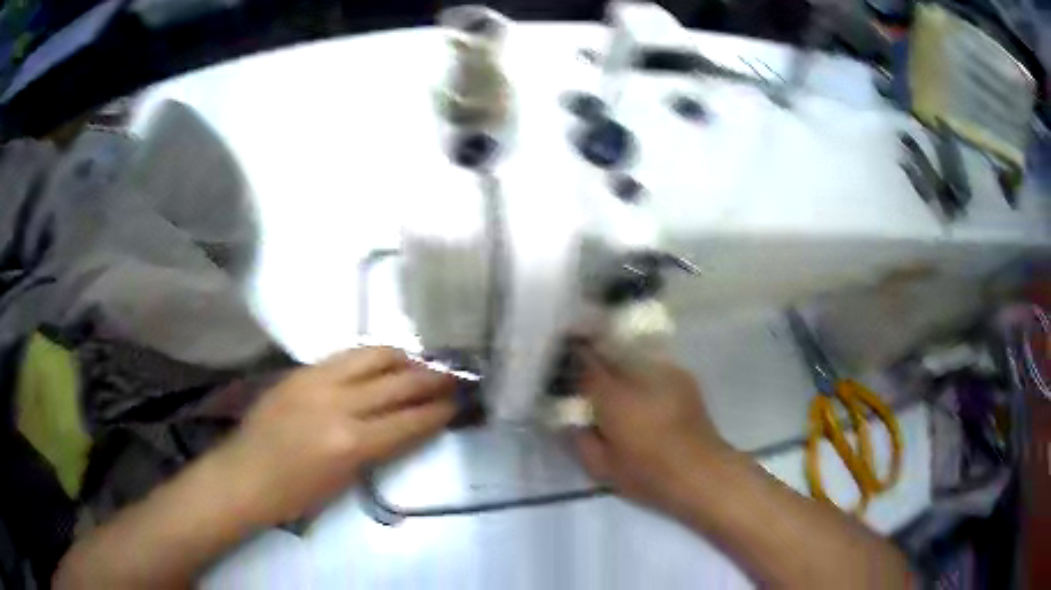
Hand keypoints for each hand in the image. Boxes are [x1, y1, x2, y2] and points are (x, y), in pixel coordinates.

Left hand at [217, 347, 456, 524]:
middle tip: (453, 378)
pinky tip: (382, 362)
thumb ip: (378, 449)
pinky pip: (346, 355)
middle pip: (398, 384)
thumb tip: (406, 426)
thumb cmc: (296, 494)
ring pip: (373, 356)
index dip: (437, 412)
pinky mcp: (301, 371)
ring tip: (419, 364)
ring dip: (403, 359)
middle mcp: (338, 404)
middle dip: (431, 381)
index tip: (456, 404)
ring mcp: (317, 381)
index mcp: (351, 443)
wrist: (246, 475)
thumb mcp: (346, 480)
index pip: (408, 421)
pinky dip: (371, 357)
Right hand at [574, 349, 732, 516]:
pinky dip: (642, 372)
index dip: (573, 360)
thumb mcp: (600, 467)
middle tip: (588, 375)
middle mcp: (639, 374)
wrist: (701, 473)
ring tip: (617, 384)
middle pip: (609, 350)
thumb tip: (571, 419)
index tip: (566, 368)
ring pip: (632, 354)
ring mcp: (665, 371)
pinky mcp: (684, 377)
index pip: (585, 362)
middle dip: (595, 357)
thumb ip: (579, 438)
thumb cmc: (648, 475)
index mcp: (614, 396)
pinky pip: (653, 364)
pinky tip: (643, 392)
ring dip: (620, 363)